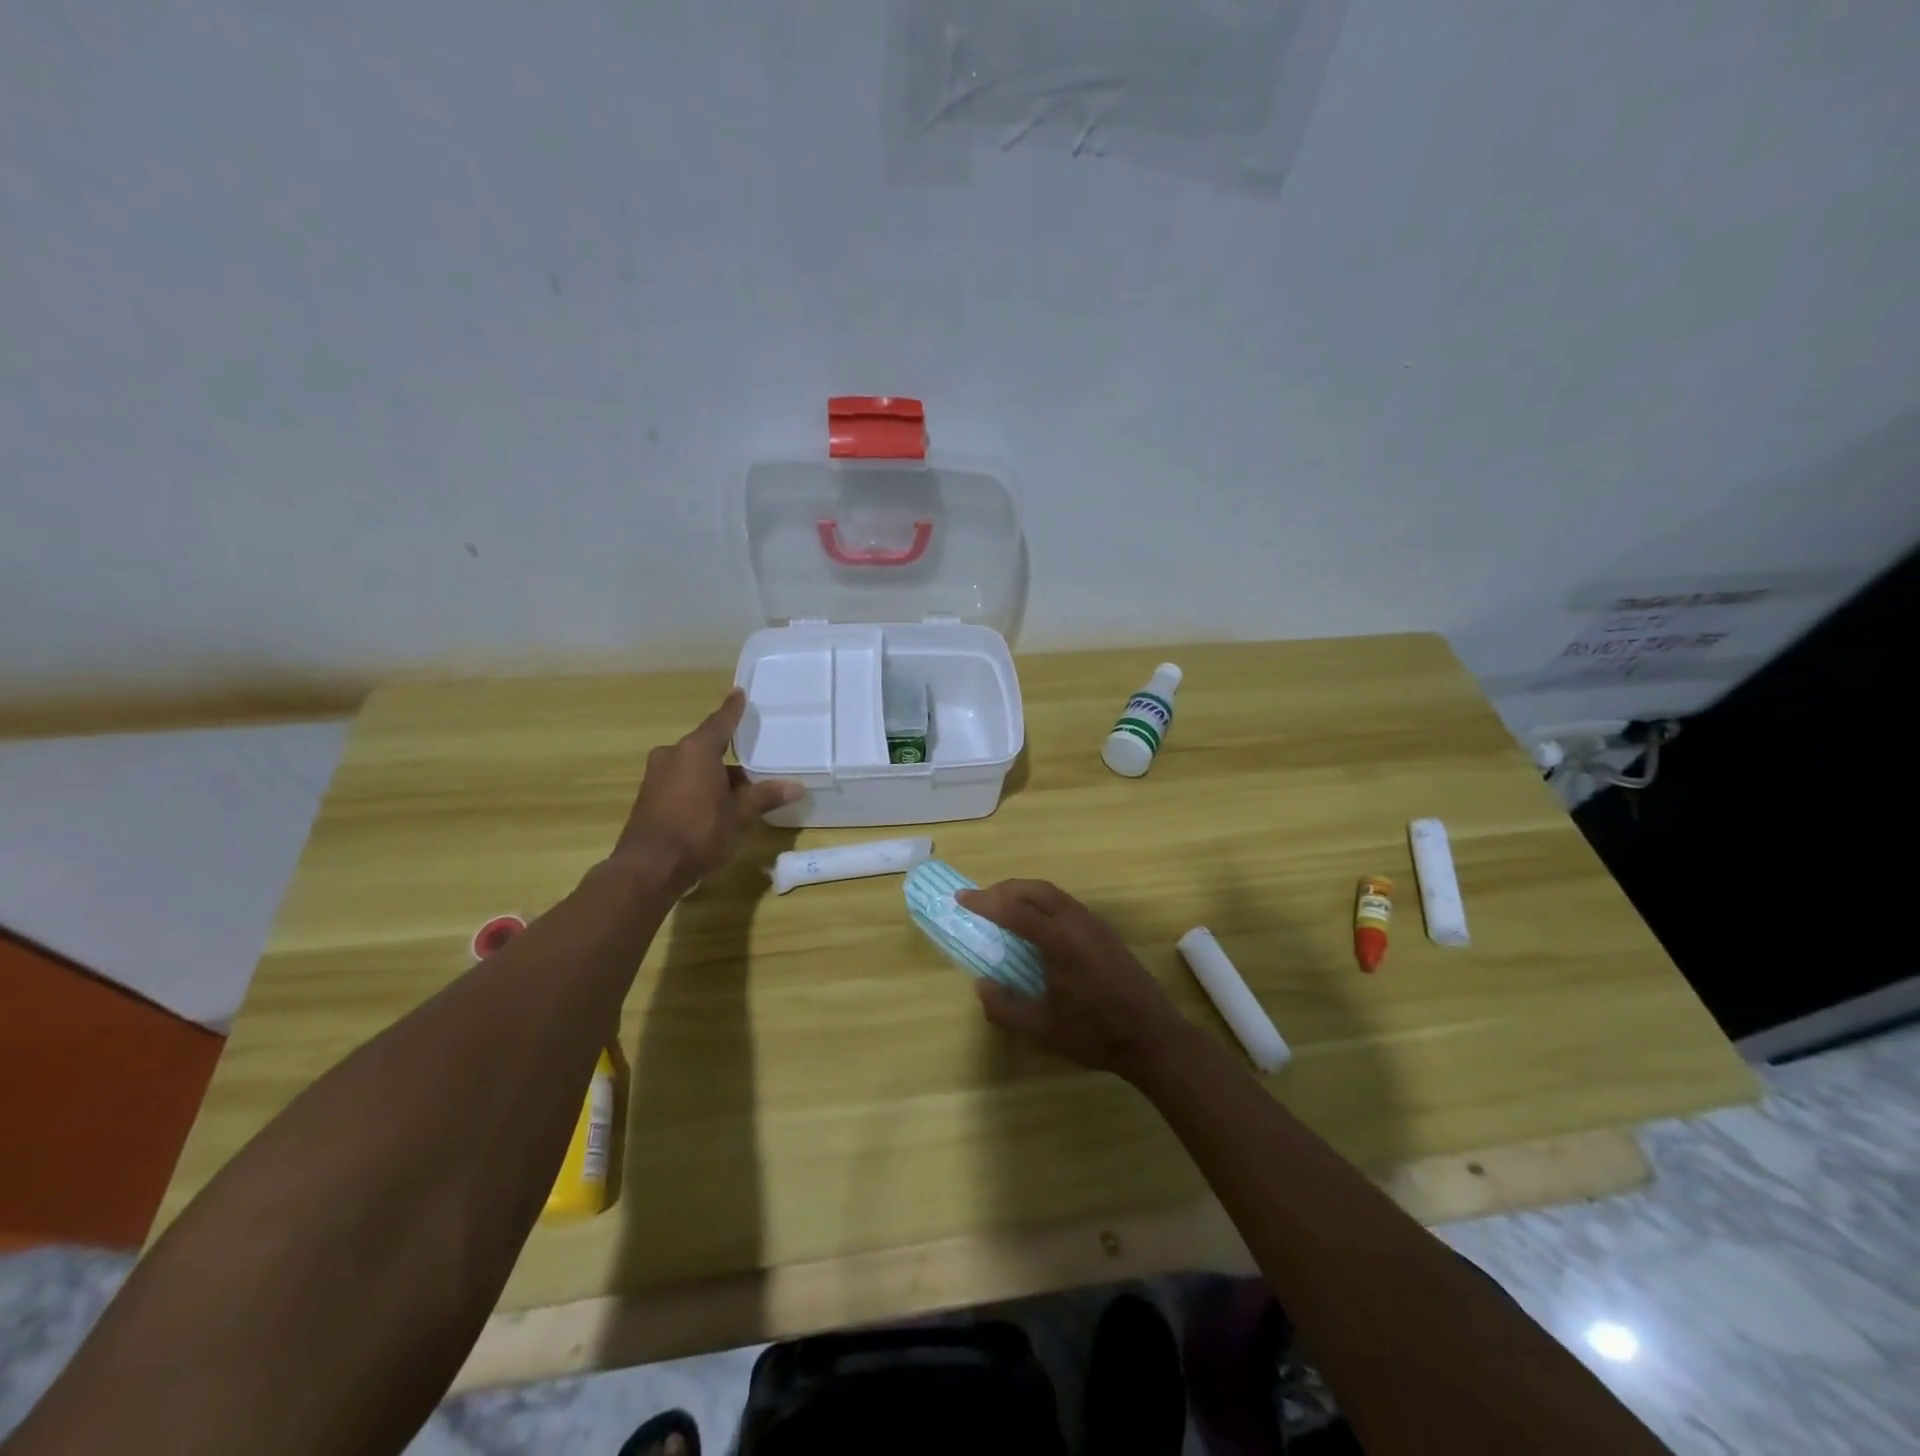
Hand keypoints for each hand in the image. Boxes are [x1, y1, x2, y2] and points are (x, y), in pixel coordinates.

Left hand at [613, 689, 802, 894]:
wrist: (648, 869)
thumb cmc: (699, 832)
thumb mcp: (739, 815)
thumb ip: (765, 797)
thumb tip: (797, 787)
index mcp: (695, 750)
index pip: (720, 722)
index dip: (732, 710)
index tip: (740, 694)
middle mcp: (672, 755)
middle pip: (706, 747)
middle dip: (729, 757)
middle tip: (754, 763)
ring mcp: (656, 776)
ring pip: (693, 767)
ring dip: (714, 776)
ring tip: (740, 791)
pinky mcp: (648, 797)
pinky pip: (680, 782)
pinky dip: (699, 787)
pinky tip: (716, 805)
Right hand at [957, 879, 1191, 1081]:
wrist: (1154, 1038)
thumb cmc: (1095, 1034)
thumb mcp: (1040, 1030)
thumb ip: (1003, 1007)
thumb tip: (981, 984)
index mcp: (1060, 940)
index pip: (1014, 910)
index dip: (984, 902)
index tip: (961, 898)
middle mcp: (1078, 922)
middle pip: (1035, 890)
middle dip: (1004, 890)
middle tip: (981, 901)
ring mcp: (1095, 924)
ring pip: (1054, 894)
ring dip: (1025, 894)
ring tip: (1004, 910)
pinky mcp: (1106, 933)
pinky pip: (1067, 904)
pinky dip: (1043, 903)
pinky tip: (1037, 926)